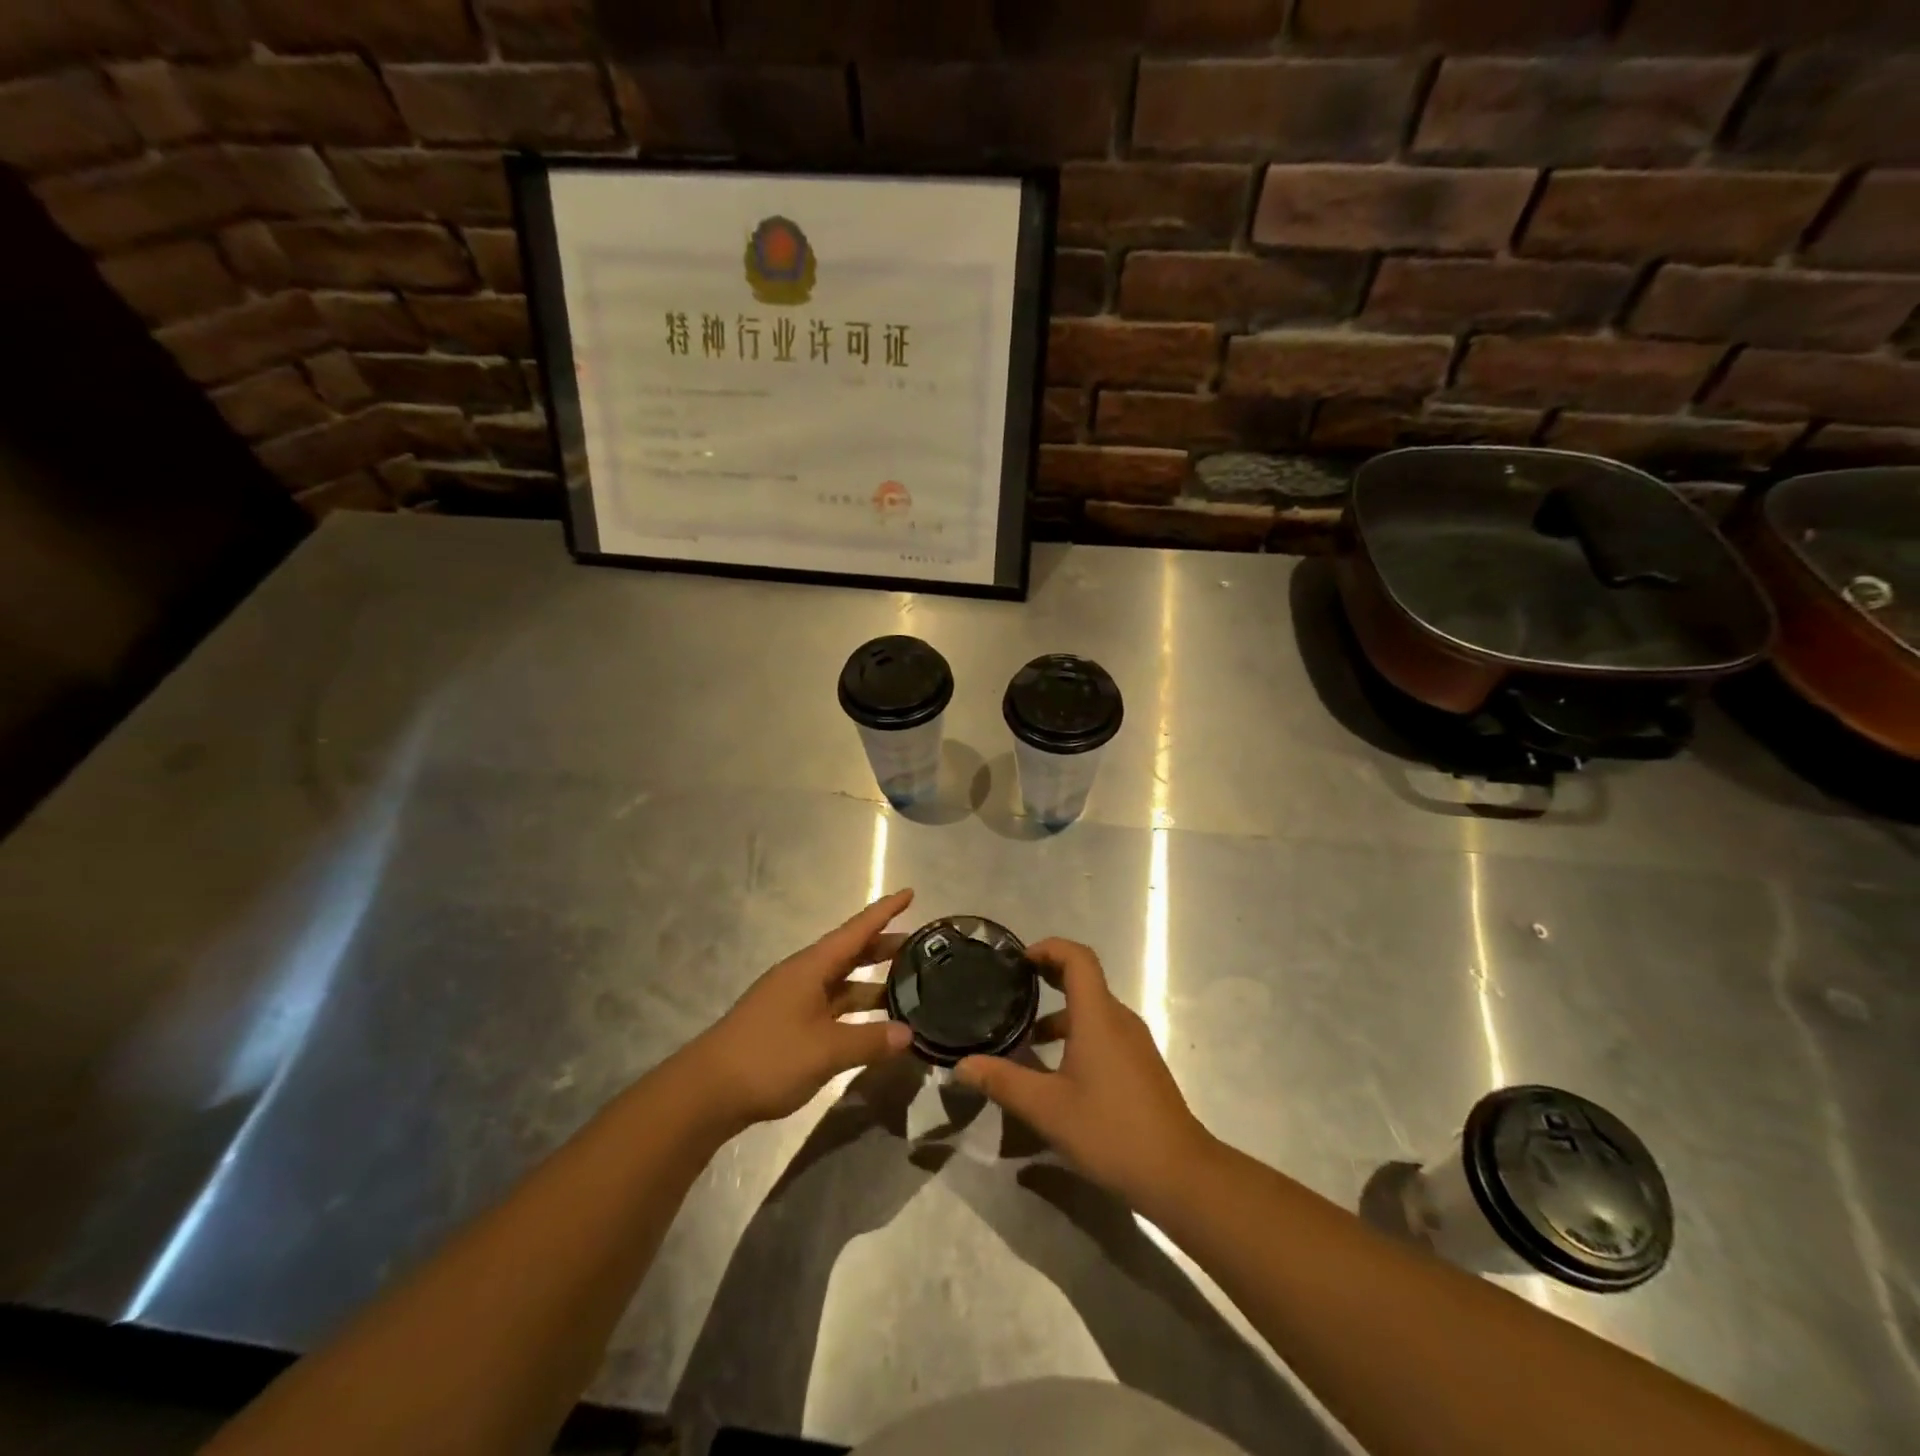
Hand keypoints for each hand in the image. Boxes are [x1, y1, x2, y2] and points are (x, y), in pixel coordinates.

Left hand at [685, 890, 915, 1130]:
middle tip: (918, 947)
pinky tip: (873, 1026)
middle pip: (850, 954)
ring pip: (841, 984)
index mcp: (811, 967)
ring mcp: (794, 1002)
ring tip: (907, 988)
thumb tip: (908, 1034)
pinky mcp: (788, 1026)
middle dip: (883, 948)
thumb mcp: (826, 1050)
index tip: (910, 894)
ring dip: (872, 984)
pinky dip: (855, 1011)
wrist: (707, 1092)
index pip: (856, 931)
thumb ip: (869, 1041)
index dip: (884, 912)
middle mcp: (803, 976)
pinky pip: (831, 1007)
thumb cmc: (769, 1057)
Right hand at [954, 938, 1212, 1206]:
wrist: (1179, 1174)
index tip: (1019, 961)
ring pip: (1093, 1011)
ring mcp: (1134, 1044)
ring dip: (1059, 1014)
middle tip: (1012, 989)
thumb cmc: (1111, 1131)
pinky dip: (1076, 1035)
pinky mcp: (1140, 1067)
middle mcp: (1119, 1020)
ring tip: (1025, 1039)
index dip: (1048, 948)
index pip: (1077, 958)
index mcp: (1098, 1016)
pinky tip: (1057, 1073)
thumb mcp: (1047, 1109)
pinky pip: (1104, 1033)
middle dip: (1048, 977)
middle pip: (1084, 980)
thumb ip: (1003, 1082)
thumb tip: (961, 1066)